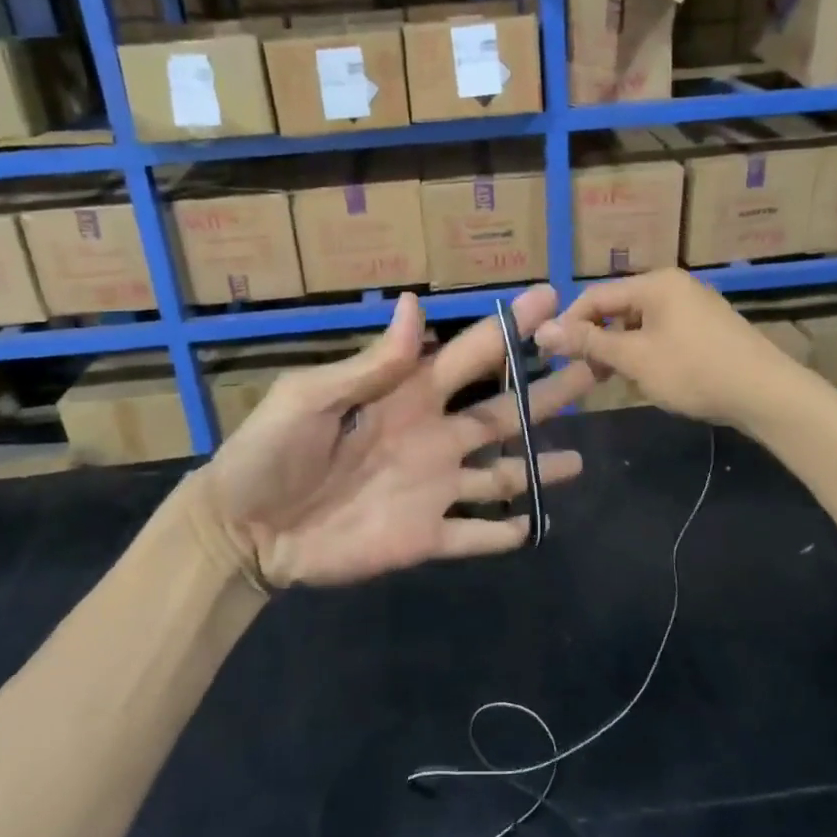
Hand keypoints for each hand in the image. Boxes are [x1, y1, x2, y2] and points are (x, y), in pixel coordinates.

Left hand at [185, 285, 596, 588]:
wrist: (243, 530)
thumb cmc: (271, 453)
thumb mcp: (311, 398)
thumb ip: (372, 363)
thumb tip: (415, 303)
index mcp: (407, 396)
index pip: (471, 355)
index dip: (510, 327)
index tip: (551, 299)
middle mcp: (432, 437)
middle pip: (504, 412)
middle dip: (547, 392)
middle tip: (592, 368)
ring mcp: (432, 489)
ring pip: (501, 473)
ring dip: (539, 467)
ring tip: (578, 460)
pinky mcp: (424, 537)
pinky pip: (473, 535)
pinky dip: (503, 533)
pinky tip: (532, 526)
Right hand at [534, 269, 804, 428]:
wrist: (766, 394)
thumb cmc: (694, 371)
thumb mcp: (634, 359)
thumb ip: (588, 343)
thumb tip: (542, 331)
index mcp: (655, 283)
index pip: (595, 296)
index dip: (569, 323)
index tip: (550, 354)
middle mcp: (674, 286)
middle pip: (618, 309)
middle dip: (597, 340)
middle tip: (581, 373)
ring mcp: (694, 307)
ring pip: (640, 325)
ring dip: (620, 351)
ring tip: (612, 381)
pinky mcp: (707, 329)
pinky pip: (662, 335)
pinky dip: (646, 354)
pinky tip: (645, 380)